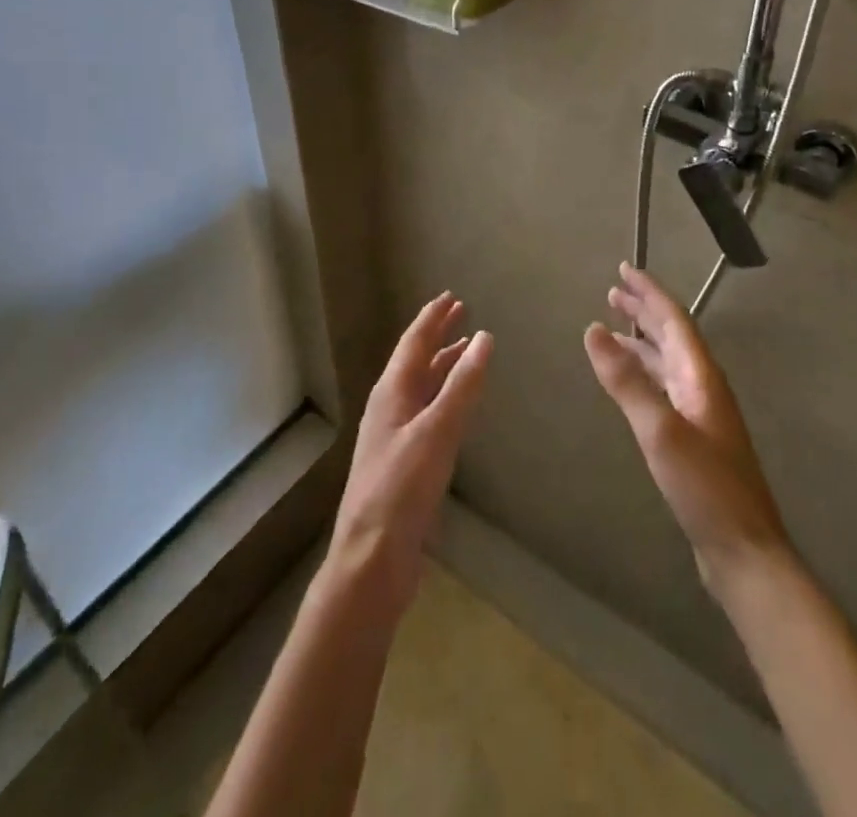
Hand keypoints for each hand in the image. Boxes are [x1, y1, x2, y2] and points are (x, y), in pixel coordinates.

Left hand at [329, 293, 492, 611]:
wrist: (372, 560)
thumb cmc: (401, 489)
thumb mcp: (436, 432)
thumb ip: (462, 386)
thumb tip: (484, 338)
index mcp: (391, 393)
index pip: (413, 343)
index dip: (432, 318)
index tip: (451, 297)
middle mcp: (390, 408)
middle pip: (416, 361)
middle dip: (438, 336)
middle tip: (461, 314)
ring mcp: (395, 436)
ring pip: (422, 388)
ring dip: (443, 367)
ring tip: (466, 352)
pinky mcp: (404, 463)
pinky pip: (428, 415)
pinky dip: (445, 399)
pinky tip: (457, 407)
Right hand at [585, 263, 788, 585]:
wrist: (744, 551)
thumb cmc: (705, 488)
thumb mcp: (660, 430)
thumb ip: (626, 380)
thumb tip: (592, 329)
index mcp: (701, 376)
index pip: (674, 320)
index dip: (649, 293)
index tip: (624, 270)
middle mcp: (703, 386)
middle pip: (672, 336)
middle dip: (644, 311)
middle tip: (613, 293)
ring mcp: (700, 412)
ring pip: (667, 362)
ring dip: (641, 341)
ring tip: (613, 329)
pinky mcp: (693, 436)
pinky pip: (663, 387)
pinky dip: (642, 372)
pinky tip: (630, 381)